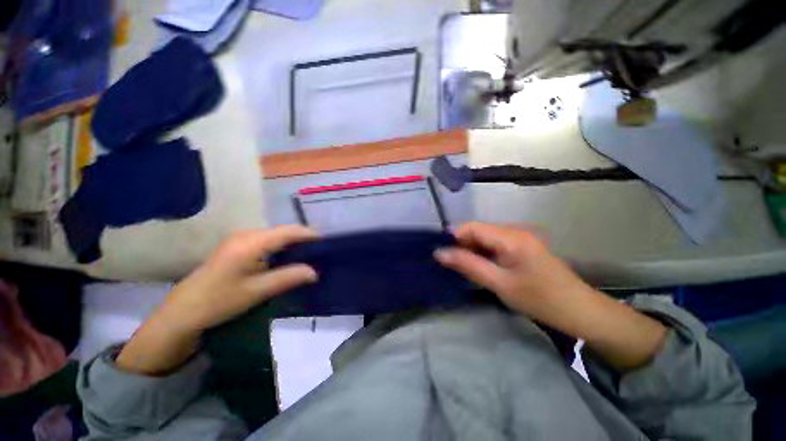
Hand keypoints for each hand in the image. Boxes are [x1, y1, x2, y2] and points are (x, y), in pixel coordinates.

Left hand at [116, 226, 318, 374]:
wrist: (184, 311)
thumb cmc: (218, 301)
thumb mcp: (256, 291)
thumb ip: (288, 278)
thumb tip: (315, 272)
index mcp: (250, 243)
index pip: (287, 231)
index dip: (308, 234)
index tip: (326, 241)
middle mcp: (246, 235)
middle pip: (282, 231)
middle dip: (303, 239)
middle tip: (320, 251)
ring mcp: (241, 239)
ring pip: (276, 236)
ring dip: (293, 243)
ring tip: (309, 254)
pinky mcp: (238, 246)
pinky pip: (268, 241)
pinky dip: (282, 247)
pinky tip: (289, 258)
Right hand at [434, 222, 590, 320]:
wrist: (579, 311)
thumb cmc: (540, 299)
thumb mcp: (499, 284)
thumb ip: (468, 265)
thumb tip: (439, 253)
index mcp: (510, 236)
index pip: (472, 227)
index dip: (453, 237)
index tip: (441, 254)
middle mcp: (514, 230)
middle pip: (478, 230)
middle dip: (462, 245)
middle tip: (451, 265)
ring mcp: (519, 237)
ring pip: (485, 237)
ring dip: (472, 250)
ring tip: (463, 267)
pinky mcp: (522, 246)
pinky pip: (495, 244)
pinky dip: (483, 253)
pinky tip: (481, 267)